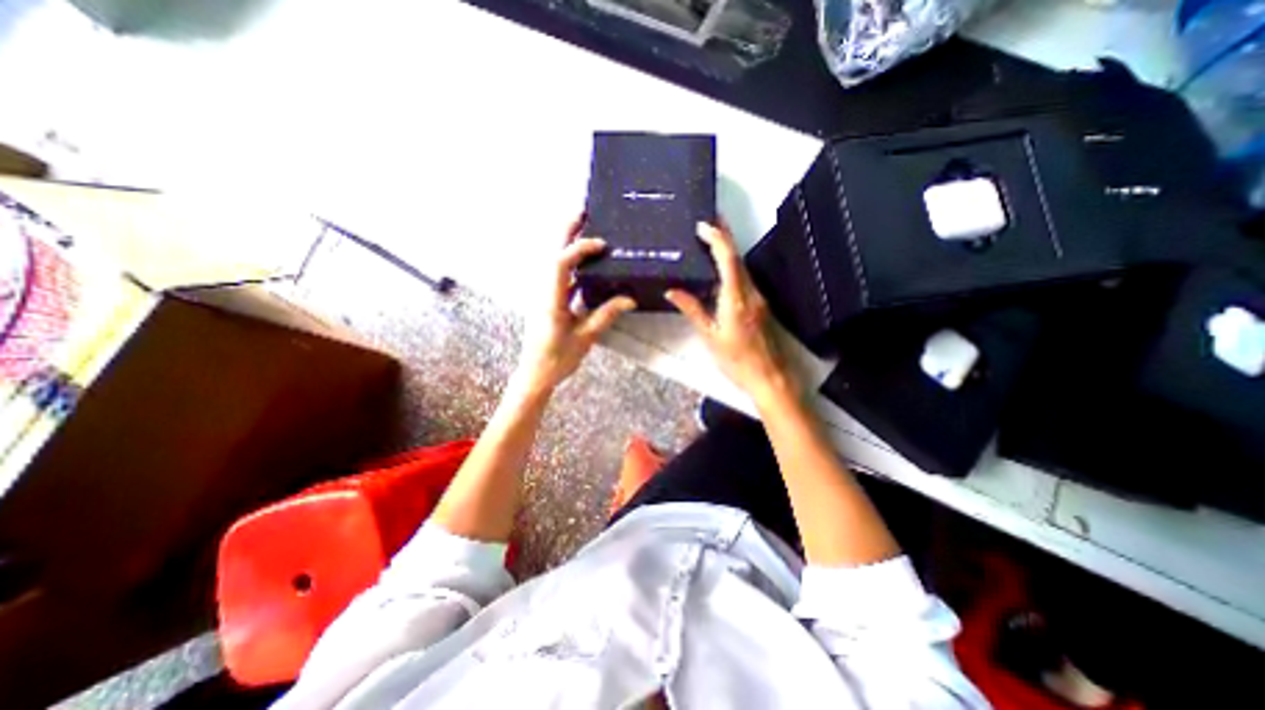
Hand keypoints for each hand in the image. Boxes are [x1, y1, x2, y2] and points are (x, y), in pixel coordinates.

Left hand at [514, 213, 637, 396]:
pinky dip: (571, 265)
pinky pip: (559, 276)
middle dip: (566, 231)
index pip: (560, 264)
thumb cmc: (557, 359)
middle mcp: (544, 292)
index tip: (601, 244)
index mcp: (551, 300)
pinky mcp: (549, 302)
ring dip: (568, 244)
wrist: (535, 375)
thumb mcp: (585, 338)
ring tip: (586, 229)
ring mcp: (545, 296)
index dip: (579, 250)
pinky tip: (586, 264)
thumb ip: (605, 315)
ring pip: (554, 263)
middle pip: (552, 254)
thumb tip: (629, 298)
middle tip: (583, 212)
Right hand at [667, 218, 792, 402]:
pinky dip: (732, 267)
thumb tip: (673, 290)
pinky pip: (744, 279)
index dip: (717, 239)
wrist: (769, 377)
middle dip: (724, 235)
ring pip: (742, 267)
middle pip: (738, 257)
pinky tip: (720, 269)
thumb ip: (693, 310)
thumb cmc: (737, 361)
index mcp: (736, 299)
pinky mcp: (760, 305)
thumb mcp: (710, 337)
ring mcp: (759, 298)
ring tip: (711, 238)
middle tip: (709, 220)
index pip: (728, 260)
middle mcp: (751, 293)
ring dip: (728, 250)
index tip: (703, 225)